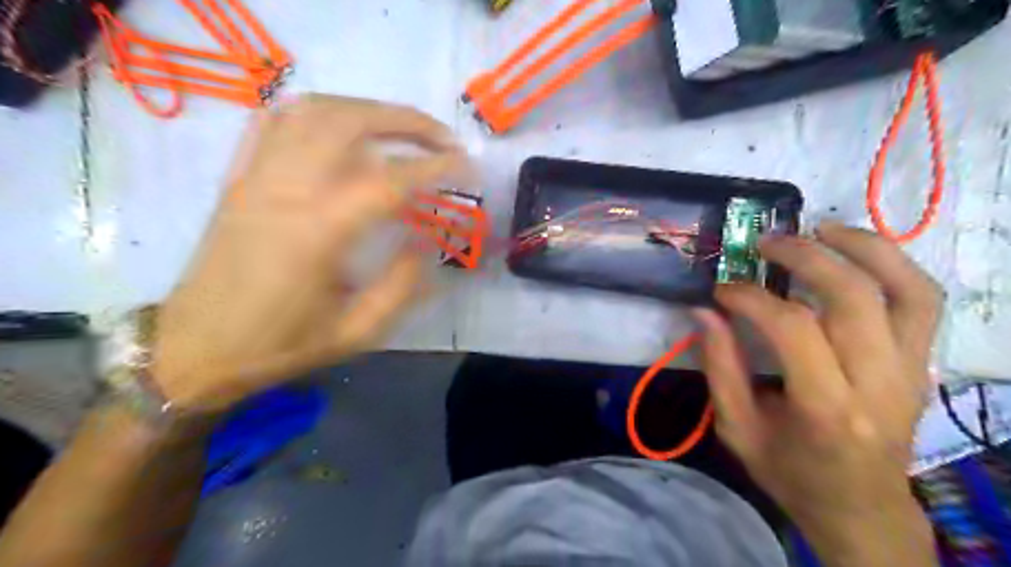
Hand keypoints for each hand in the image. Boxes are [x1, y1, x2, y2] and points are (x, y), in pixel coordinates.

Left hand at [151, 93, 473, 410]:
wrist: (196, 349)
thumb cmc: (281, 345)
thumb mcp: (356, 332)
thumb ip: (401, 286)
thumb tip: (426, 243)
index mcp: (319, 232)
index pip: (389, 180)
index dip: (435, 166)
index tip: (467, 166)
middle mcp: (286, 189)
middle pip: (350, 123)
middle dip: (407, 121)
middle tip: (443, 136)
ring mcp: (256, 176)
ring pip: (313, 110)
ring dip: (366, 110)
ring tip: (401, 127)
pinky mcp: (239, 177)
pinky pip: (273, 121)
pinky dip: (315, 111)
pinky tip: (341, 125)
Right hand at [696, 220, 939, 561]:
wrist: (863, 508)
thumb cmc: (792, 474)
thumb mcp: (738, 429)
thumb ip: (719, 367)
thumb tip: (703, 312)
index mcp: (826, 409)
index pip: (793, 329)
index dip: (752, 298)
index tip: (722, 290)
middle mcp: (878, 384)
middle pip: (853, 298)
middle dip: (805, 257)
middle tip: (765, 244)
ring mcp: (911, 371)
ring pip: (905, 289)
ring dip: (862, 248)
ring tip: (820, 228)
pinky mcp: (922, 364)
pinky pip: (921, 301)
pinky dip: (892, 265)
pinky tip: (855, 251)